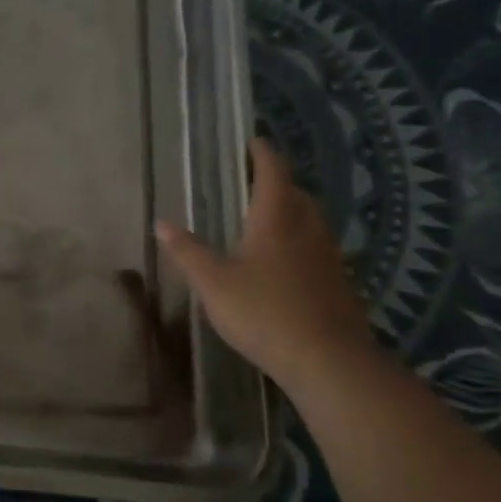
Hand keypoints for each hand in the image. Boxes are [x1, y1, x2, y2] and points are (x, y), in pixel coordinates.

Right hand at [156, 137, 371, 398]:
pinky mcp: (338, 283)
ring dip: (291, 212)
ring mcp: (328, 257)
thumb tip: (161, 223)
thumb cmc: (263, 312)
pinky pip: (317, 249)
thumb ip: (187, 251)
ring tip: (266, 220)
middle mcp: (307, 230)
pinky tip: (284, 264)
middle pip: (297, 194)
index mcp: (276, 220)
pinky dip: (300, 242)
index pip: (273, 173)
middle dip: (277, 183)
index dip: (263, 154)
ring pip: (310, 221)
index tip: (253, 142)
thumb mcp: (213, 282)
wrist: (327, 360)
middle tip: (253, 183)